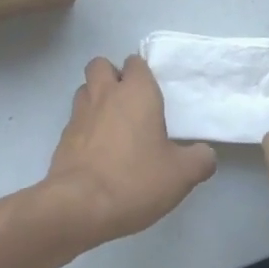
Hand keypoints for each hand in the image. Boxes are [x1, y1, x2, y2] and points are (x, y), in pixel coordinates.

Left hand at [44, 56, 216, 249]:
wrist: (80, 205)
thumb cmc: (135, 179)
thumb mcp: (181, 175)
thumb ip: (199, 159)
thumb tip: (205, 153)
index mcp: (136, 92)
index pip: (136, 62)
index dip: (143, 73)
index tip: (154, 94)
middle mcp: (104, 93)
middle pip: (101, 65)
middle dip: (112, 75)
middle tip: (129, 102)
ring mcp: (79, 112)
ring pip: (85, 89)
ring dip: (96, 98)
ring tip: (113, 125)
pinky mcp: (63, 135)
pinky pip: (75, 118)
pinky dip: (85, 126)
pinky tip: (98, 150)